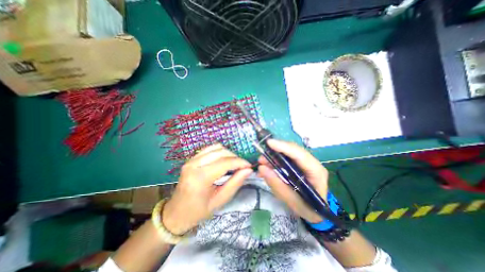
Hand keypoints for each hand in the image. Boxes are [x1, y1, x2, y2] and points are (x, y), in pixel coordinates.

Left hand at [163, 143, 253, 234]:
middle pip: (221, 152)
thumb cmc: (198, 211)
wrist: (176, 213)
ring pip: (216, 147)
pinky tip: (224, 160)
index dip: (240, 162)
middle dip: (235, 157)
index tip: (249, 166)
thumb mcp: (220, 201)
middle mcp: (194, 164)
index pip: (225, 162)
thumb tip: (248, 170)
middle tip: (242, 166)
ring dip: (228, 153)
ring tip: (234, 163)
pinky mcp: (191, 158)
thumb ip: (235, 183)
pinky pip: (209, 149)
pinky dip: (220, 152)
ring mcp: (191, 160)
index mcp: (200, 178)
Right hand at [258, 140, 329, 222]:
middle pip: (293, 150)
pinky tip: (268, 165)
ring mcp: (306, 163)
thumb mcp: (291, 200)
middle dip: (276, 151)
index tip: (269, 143)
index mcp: (316, 171)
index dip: (284, 147)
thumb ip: (277, 184)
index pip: (299, 154)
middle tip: (261, 157)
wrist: (316, 213)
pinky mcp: (300, 165)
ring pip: (289, 152)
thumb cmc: (308, 209)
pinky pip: (287, 158)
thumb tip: (261, 168)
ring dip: (274, 155)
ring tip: (262, 162)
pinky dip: (276, 160)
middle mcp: (312, 163)